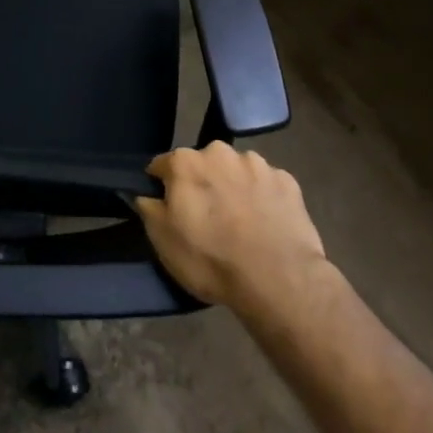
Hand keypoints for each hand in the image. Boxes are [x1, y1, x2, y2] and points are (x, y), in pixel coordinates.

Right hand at [134, 142, 327, 311]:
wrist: (278, 280)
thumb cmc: (211, 259)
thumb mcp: (163, 241)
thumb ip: (149, 208)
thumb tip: (145, 193)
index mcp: (186, 162)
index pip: (162, 166)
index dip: (162, 186)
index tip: (169, 209)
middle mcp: (220, 152)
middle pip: (203, 165)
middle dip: (202, 184)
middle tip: (208, 219)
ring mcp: (258, 164)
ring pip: (236, 172)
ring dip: (234, 188)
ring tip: (241, 224)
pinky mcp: (287, 181)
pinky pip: (266, 185)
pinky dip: (263, 198)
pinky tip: (266, 225)